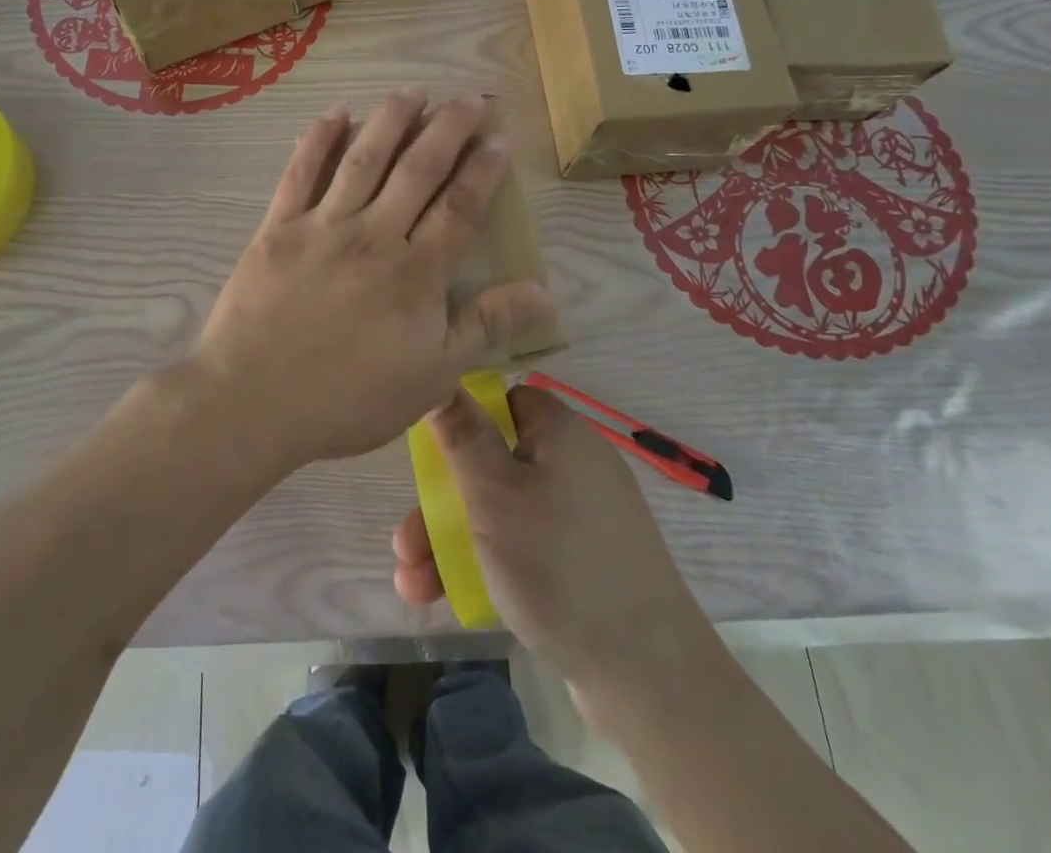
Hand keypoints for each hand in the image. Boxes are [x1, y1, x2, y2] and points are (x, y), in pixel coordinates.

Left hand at [193, 91, 549, 467]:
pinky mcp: (279, 227)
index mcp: (416, 271)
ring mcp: (323, 226)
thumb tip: (542, 290)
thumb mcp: (431, 375)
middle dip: (448, 128)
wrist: (254, 402)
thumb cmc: (349, 398)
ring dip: (391, 119)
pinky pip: (300, 172)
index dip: (484, 168)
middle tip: (468, 98)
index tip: (501, 137)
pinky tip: (335, 114)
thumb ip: (485, 326)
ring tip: (414, 91)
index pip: (460, 206)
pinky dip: (318, 140)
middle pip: (418, 168)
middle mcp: (375, 234)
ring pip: (364, 158)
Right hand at [392, 385, 720, 696]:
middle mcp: (573, 463)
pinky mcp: (585, 562)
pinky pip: (525, 546)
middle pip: (492, 464)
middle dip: (440, 504)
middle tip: (403, 543)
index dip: (462, 420)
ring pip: (502, 511)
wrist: (647, 673)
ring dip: (451, 541)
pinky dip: (487, 563)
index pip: (502, 401)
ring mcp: (582, 516)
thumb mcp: (493, 492)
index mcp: (559, 431)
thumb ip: (461, 434)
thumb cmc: (556, 562)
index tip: (429, 452)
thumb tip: (443, 377)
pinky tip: (446, 596)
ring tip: (410, 586)